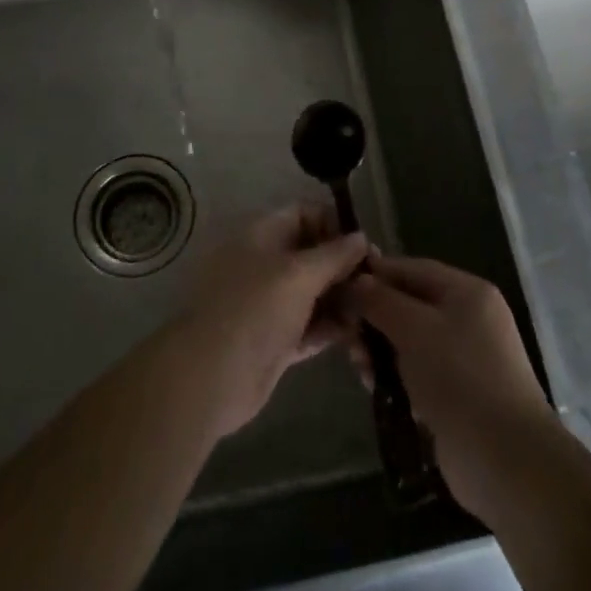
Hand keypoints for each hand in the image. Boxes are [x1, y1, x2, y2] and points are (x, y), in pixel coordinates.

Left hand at [170, 205, 368, 441]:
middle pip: (311, 254)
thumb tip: (361, 237)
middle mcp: (265, 264)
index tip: (365, 243)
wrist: (212, 376)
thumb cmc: (256, 309)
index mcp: (262, 235)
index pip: (303, 213)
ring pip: (313, 292)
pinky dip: (331, 327)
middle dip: (344, 265)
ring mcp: (269, 303)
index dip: (335, 223)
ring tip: (376, 309)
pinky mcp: (275, 339)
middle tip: (378, 280)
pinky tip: (359, 333)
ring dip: (342, 298)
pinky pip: (310, 325)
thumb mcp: (299, 274)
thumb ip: (334, 254)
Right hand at [340, 257, 554, 522]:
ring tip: (360, 367)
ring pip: (409, 339)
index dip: (375, 273)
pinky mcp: (457, 393)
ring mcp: (465, 358)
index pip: (412, 268)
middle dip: (374, 317)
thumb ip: (379, 300)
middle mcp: (469, 318)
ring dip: (380, 349)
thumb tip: (355, 280)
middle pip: (409, 304)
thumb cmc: (459, 378)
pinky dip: (395, 374)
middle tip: (345, 336)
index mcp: (467, 292)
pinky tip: (375, 387)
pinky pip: (417, 371)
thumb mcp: (414, 328)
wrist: (505, 460)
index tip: (338, 284)